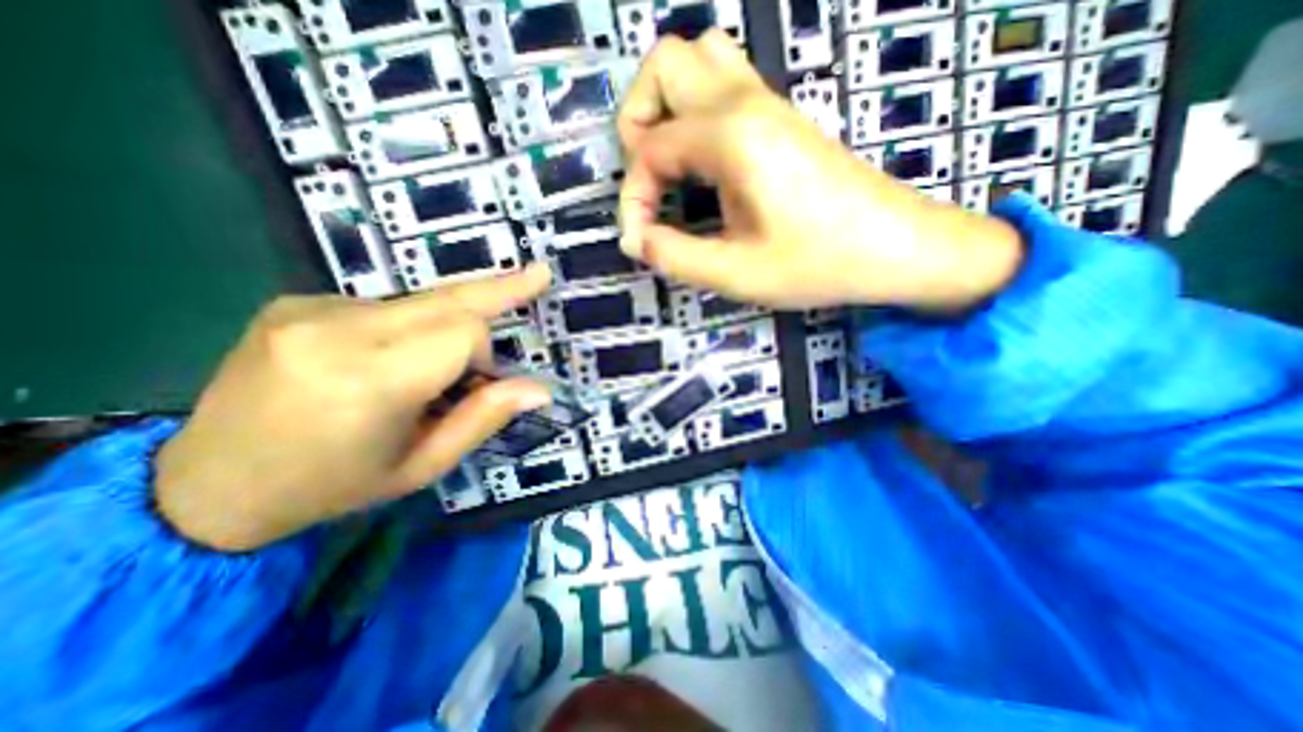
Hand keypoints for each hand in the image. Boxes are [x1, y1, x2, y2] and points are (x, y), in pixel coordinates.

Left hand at [157, 266, 552, 552]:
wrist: (205, 487)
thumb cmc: (333, 485)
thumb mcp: (423, 465)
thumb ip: (484, 418)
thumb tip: (540, 388)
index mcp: (369, 380)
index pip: (462, 331)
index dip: (484, 353)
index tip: (480, 382)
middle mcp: (336, 330)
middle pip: (448, 297)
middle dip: (498, 289)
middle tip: (540, 273)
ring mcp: (308, 309)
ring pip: (420, 301)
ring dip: (446, 324)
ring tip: (431, 368)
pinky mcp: (295, 302)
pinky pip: (385, 306)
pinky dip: (408, 326)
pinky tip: (385, 358)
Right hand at [616, 29, 1021, 312]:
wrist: (895, 246)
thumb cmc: (818, 262)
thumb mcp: (736, 273)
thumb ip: (674, 255)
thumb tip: (637, 240)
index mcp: (731, 136)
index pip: (649, 148)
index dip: (633, 197)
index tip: (641, 240)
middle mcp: (745, 102)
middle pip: (664, 64)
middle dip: (637, 121)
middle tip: (648, 179)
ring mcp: (767, 102)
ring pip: (698, 60)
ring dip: (667, 106)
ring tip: (669, 165)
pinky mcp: (781, 117)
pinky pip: (724, 83)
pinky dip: (695, 112)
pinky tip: (703, 164)